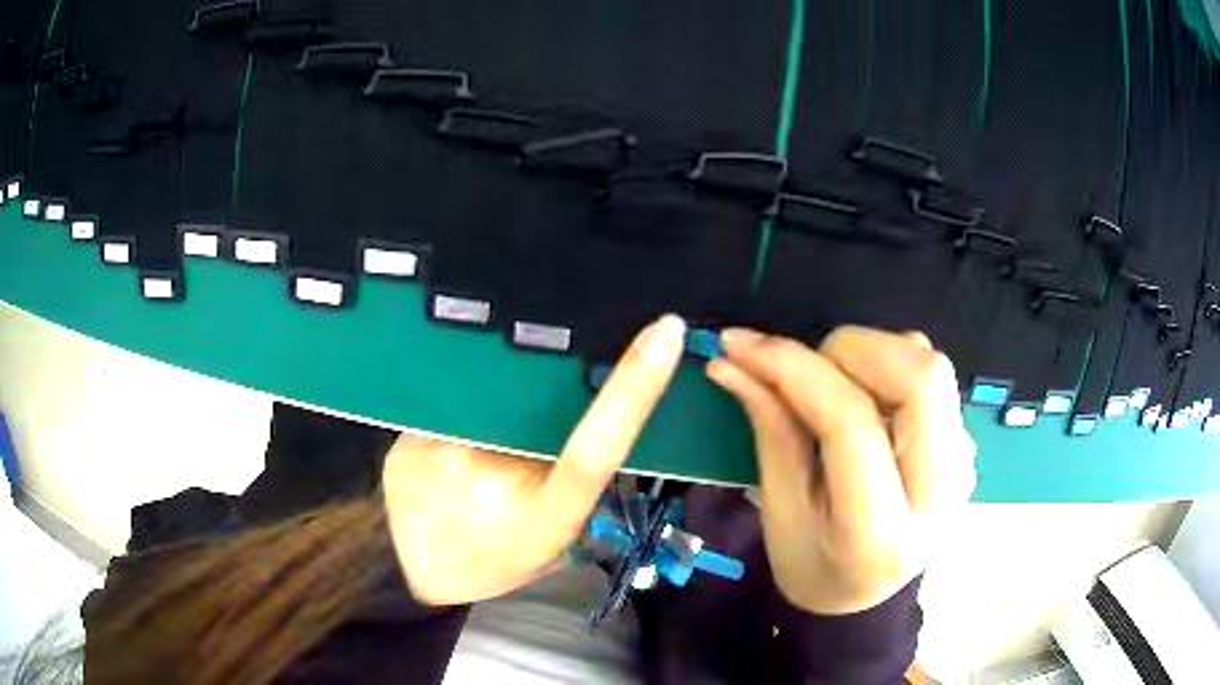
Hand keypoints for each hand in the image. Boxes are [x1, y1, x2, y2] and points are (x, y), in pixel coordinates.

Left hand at [383, 315, 686, 605]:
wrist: (414, 569)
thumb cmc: (496, 558)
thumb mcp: (552, 539)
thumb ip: (573, 484)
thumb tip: (588, 419)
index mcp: (543, 517)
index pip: (597, 447)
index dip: (633, 388)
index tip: (665, 332)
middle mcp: (491, 476)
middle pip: (540, 406)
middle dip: (546, 408)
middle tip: (522, 451)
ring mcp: (443, 452)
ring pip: (495, 403)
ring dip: (501, 419)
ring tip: (476, 461)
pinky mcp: (408, 437)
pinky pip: (453, 409)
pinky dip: (462, 425)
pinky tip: (448, 458)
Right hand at [707, 326, 975, 614]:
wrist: (867, 595)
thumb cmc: (813, 564)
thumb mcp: (780, 512)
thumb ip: (769, 430)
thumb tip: (732, 362)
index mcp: (880, 532)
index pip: (850, 424)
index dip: (793, 369)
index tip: (741, 345)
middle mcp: (940, 496)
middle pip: (920, 377)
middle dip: (852, 350)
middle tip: (807, 369)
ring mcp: (963, 467)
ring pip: (931, 366)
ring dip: (872, 355)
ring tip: (832, 386)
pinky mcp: (966, 446)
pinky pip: (933, 378)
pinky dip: (891, 367)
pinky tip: (866, 399)